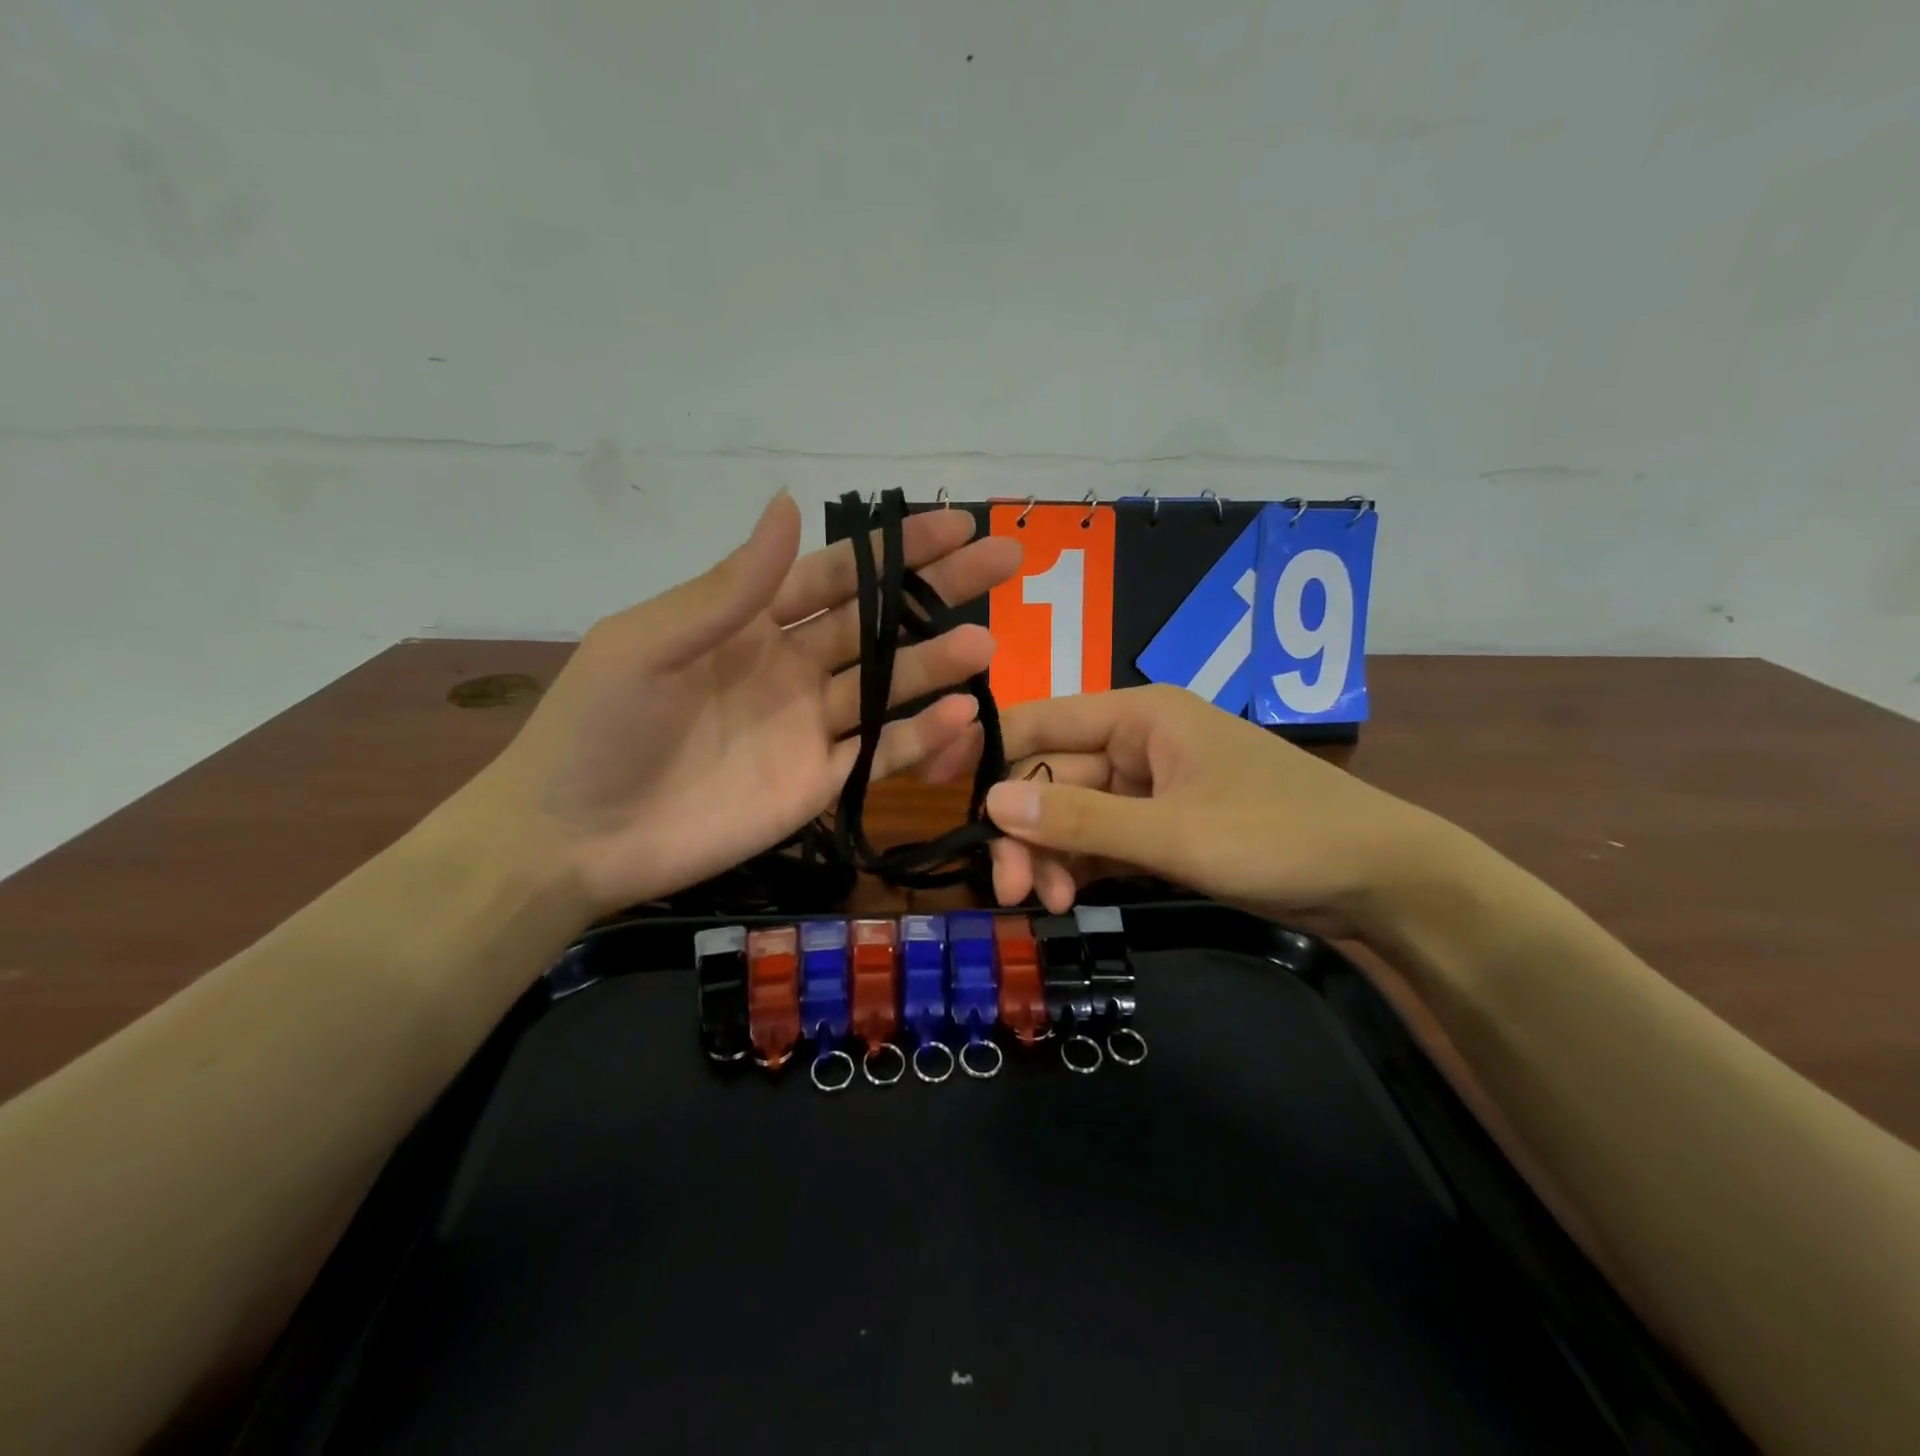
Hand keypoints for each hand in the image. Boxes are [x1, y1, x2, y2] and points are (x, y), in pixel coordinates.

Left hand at [471, 491, 1019, 917]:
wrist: (573, 839)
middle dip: (940, 592)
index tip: (956, 526)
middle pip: (879, 623)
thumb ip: (728, 587)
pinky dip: (921, 737)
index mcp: (751, 623)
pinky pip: (879, 754)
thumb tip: (789, 502)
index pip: (838, 574)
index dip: (896, 550)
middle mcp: (792, 668)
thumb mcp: (649, 643)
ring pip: (889, 688)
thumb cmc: (598, 730)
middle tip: (1006, 562)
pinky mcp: (819, 785)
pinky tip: (963, 715)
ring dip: (938, 665)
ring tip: (988, 646)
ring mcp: (809, 729)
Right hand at [926, 685, 1451, 940]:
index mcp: (1140, 715)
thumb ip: (1080, 820)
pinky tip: (1071, 898)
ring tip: (1048, 903)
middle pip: (1052, 778)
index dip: (989, 754)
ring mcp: (1150, 786)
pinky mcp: (1164, 826)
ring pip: (1073, 814)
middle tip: (1010, 891)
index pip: (1040, 722)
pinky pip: (1103, 838)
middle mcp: (1137, 741)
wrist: (1379, 879)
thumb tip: (989, 804)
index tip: (946, 798)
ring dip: (1052, 855)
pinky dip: (1082, 866)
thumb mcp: (1174, 833)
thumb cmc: (1279, 836)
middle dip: (1026, 831)